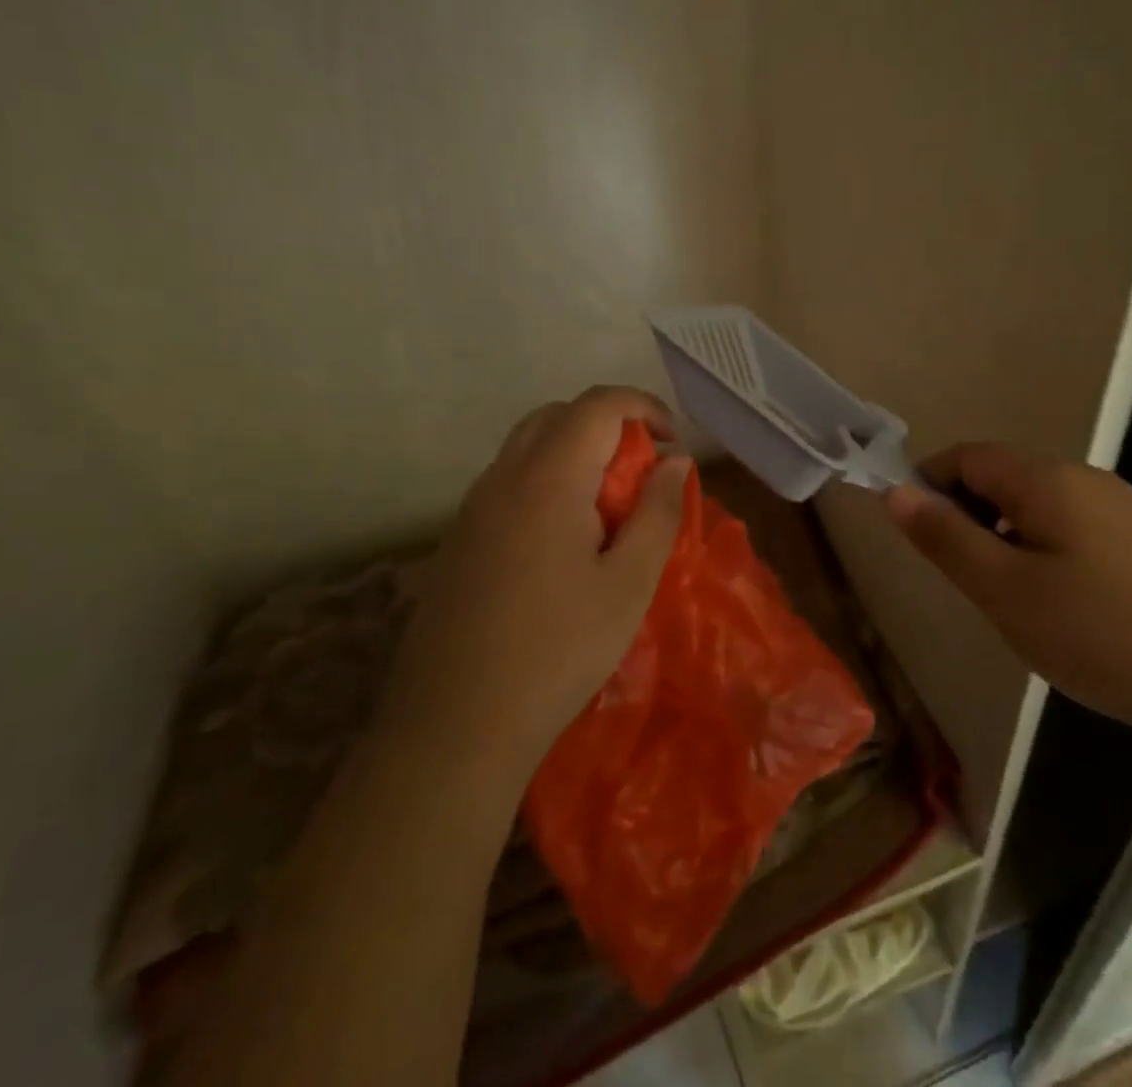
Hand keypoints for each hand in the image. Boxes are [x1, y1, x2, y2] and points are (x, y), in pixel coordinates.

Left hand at [386, 386, 691, 771]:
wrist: (455, 725)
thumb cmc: (558, 652)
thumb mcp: (629, 584)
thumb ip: (658, 513)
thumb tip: (676, 462)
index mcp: (549, 479)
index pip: (597, 405)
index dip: (642, 407)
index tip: (672, 442)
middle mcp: (504, 478)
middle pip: (557, 415)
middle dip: (608, 424)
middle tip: (641, 470)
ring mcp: (473, 507)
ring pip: (528, 445)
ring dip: (574, 451)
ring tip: (607, 504)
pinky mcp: (458, 538)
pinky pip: (508, 480)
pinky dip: (546, 479)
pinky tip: (563, 538)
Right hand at [884, 442, 1131, 745]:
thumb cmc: (1106, 635)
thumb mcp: (1007, 592)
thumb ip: (946, 538)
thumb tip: (896, 491)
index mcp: (1046, 480)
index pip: (966, 456)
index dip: (929, 483)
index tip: (917, 535)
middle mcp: (1086, 480)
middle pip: (1004, 478)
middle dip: (968, 517)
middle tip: (966, 581)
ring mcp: (1126, 510)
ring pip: (1040, 508)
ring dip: (1007, 539)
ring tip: (1014, 603)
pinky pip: (1076, 531)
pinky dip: (1047, 554)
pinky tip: (1069, 611)